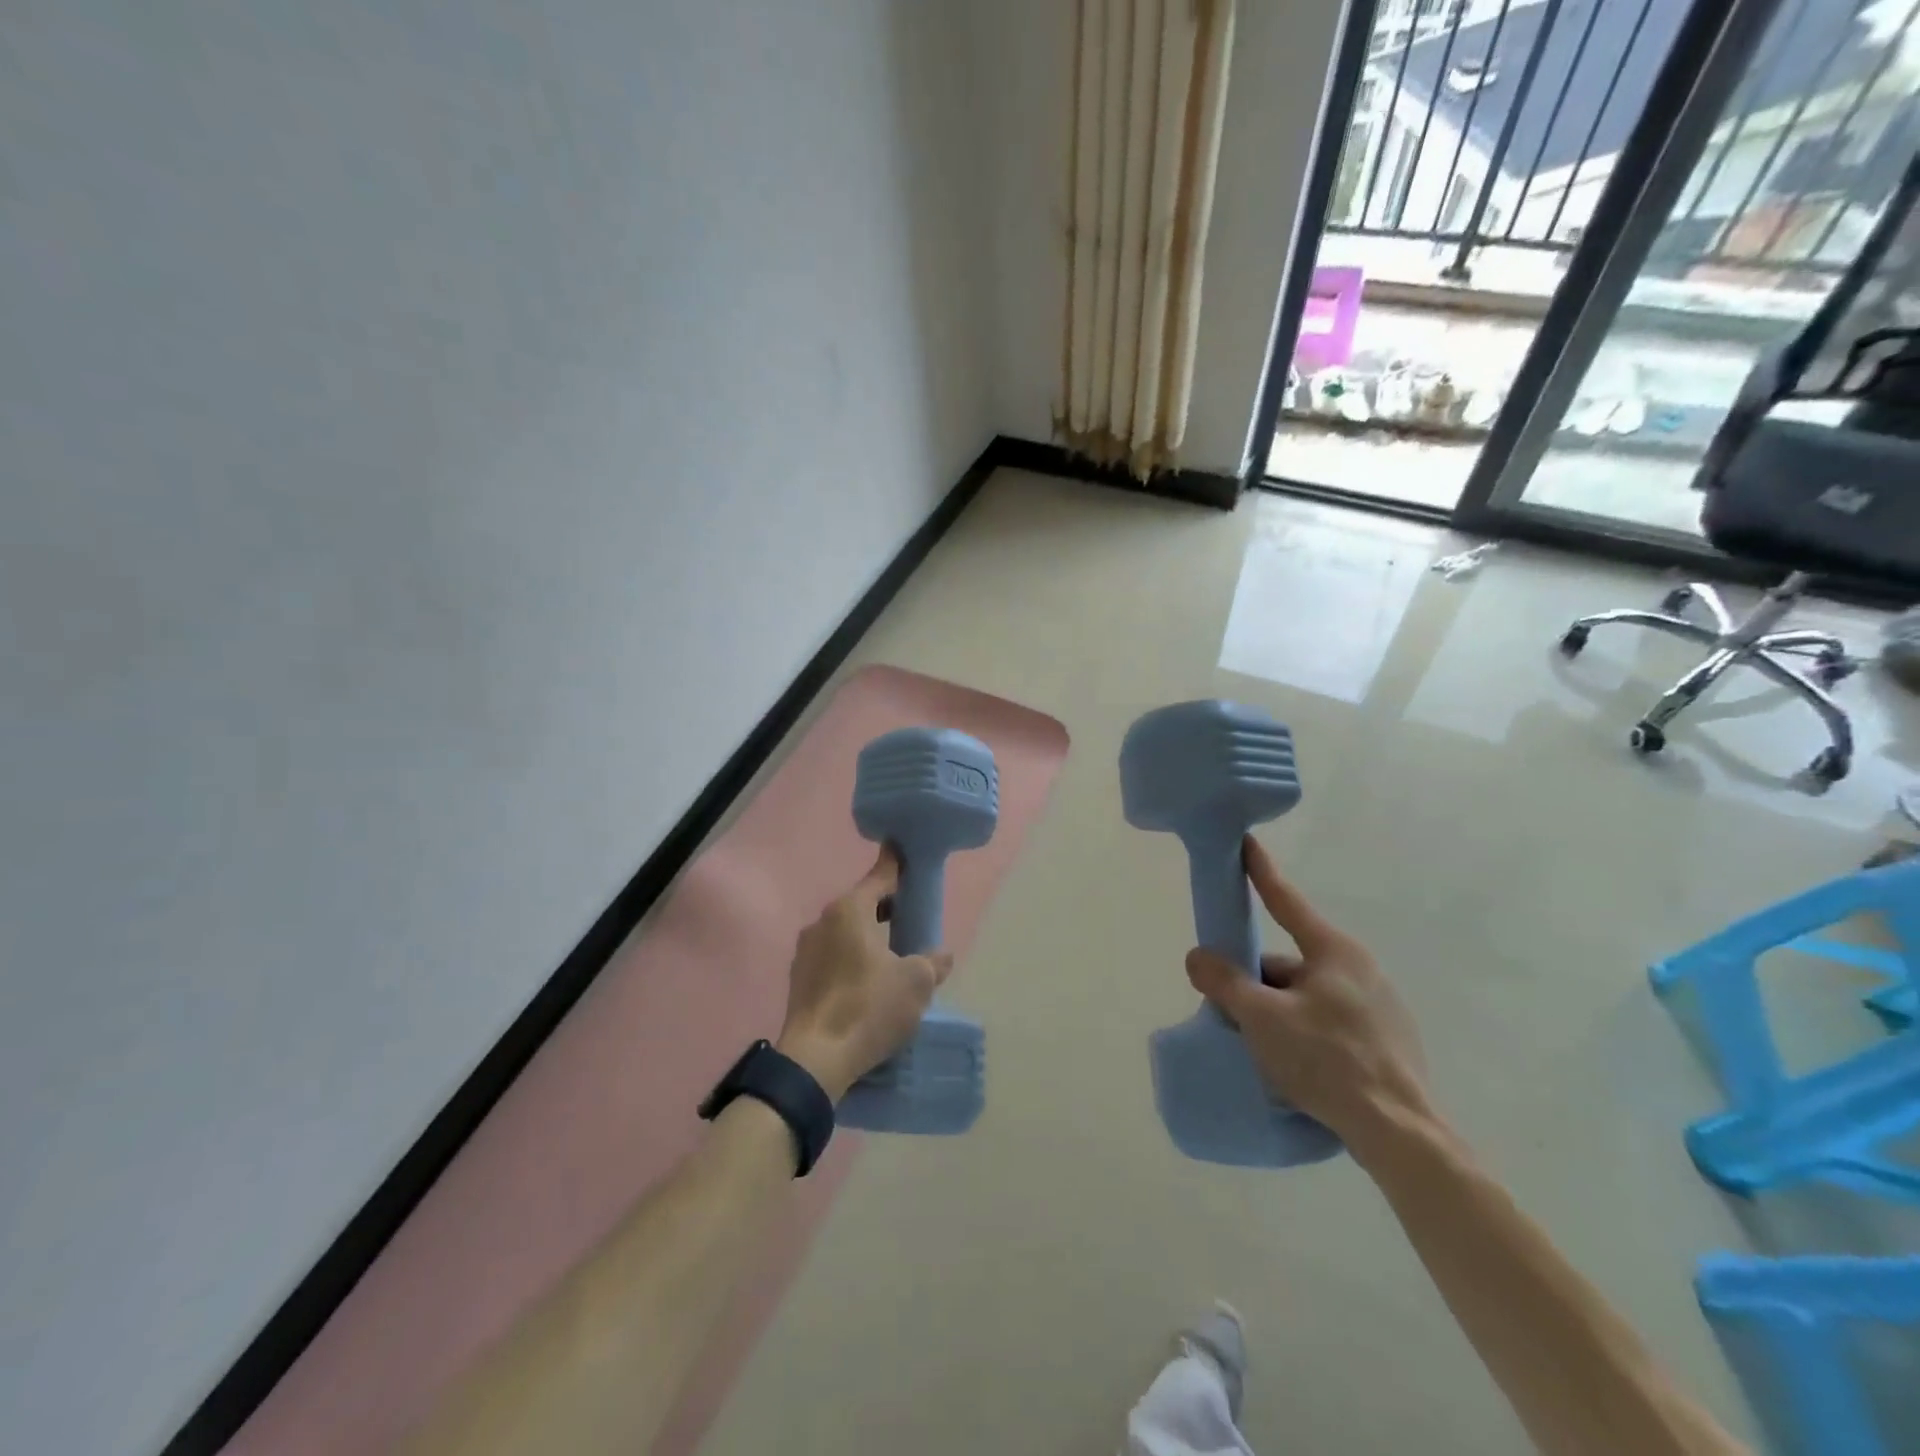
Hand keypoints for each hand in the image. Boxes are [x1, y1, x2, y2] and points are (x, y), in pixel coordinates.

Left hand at [777, 847, 953, 1101]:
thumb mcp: (916, 983)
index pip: (880, 875)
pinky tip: (866, 981)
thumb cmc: (869, 1008)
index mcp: (850, 910)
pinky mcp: (798, 978)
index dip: (898, 864)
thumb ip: (933, 962)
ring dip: (867, 935)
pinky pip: (832, 955)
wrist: (815, 1060)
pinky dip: (851, 958)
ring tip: (891, 954)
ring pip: (845, 931)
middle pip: (861, 903)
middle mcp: (823, 921)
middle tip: (910, 916)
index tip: (907, 852)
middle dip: (886, 906)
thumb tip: (941, 956)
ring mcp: (805, 950)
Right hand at [1185, 836, 1433, 1162]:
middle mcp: (1359, 968)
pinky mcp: (1385, 1040)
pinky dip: (1301, 1031)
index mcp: (1333, 951)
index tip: (1244, 843)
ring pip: (1305, 994)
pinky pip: (1326, 1020)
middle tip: (1229, 1011)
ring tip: (1258, 1048)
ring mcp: (1377, 1005)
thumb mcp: (1262, 1018)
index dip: (1260, 872)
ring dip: (1276, 1010)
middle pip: (1288, 962)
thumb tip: (1198, 957)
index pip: (1285, 900)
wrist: (1401, 1134)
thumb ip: (1225, 982)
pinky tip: (1292, 1064)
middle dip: (1255, 981)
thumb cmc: (1328, 1061)